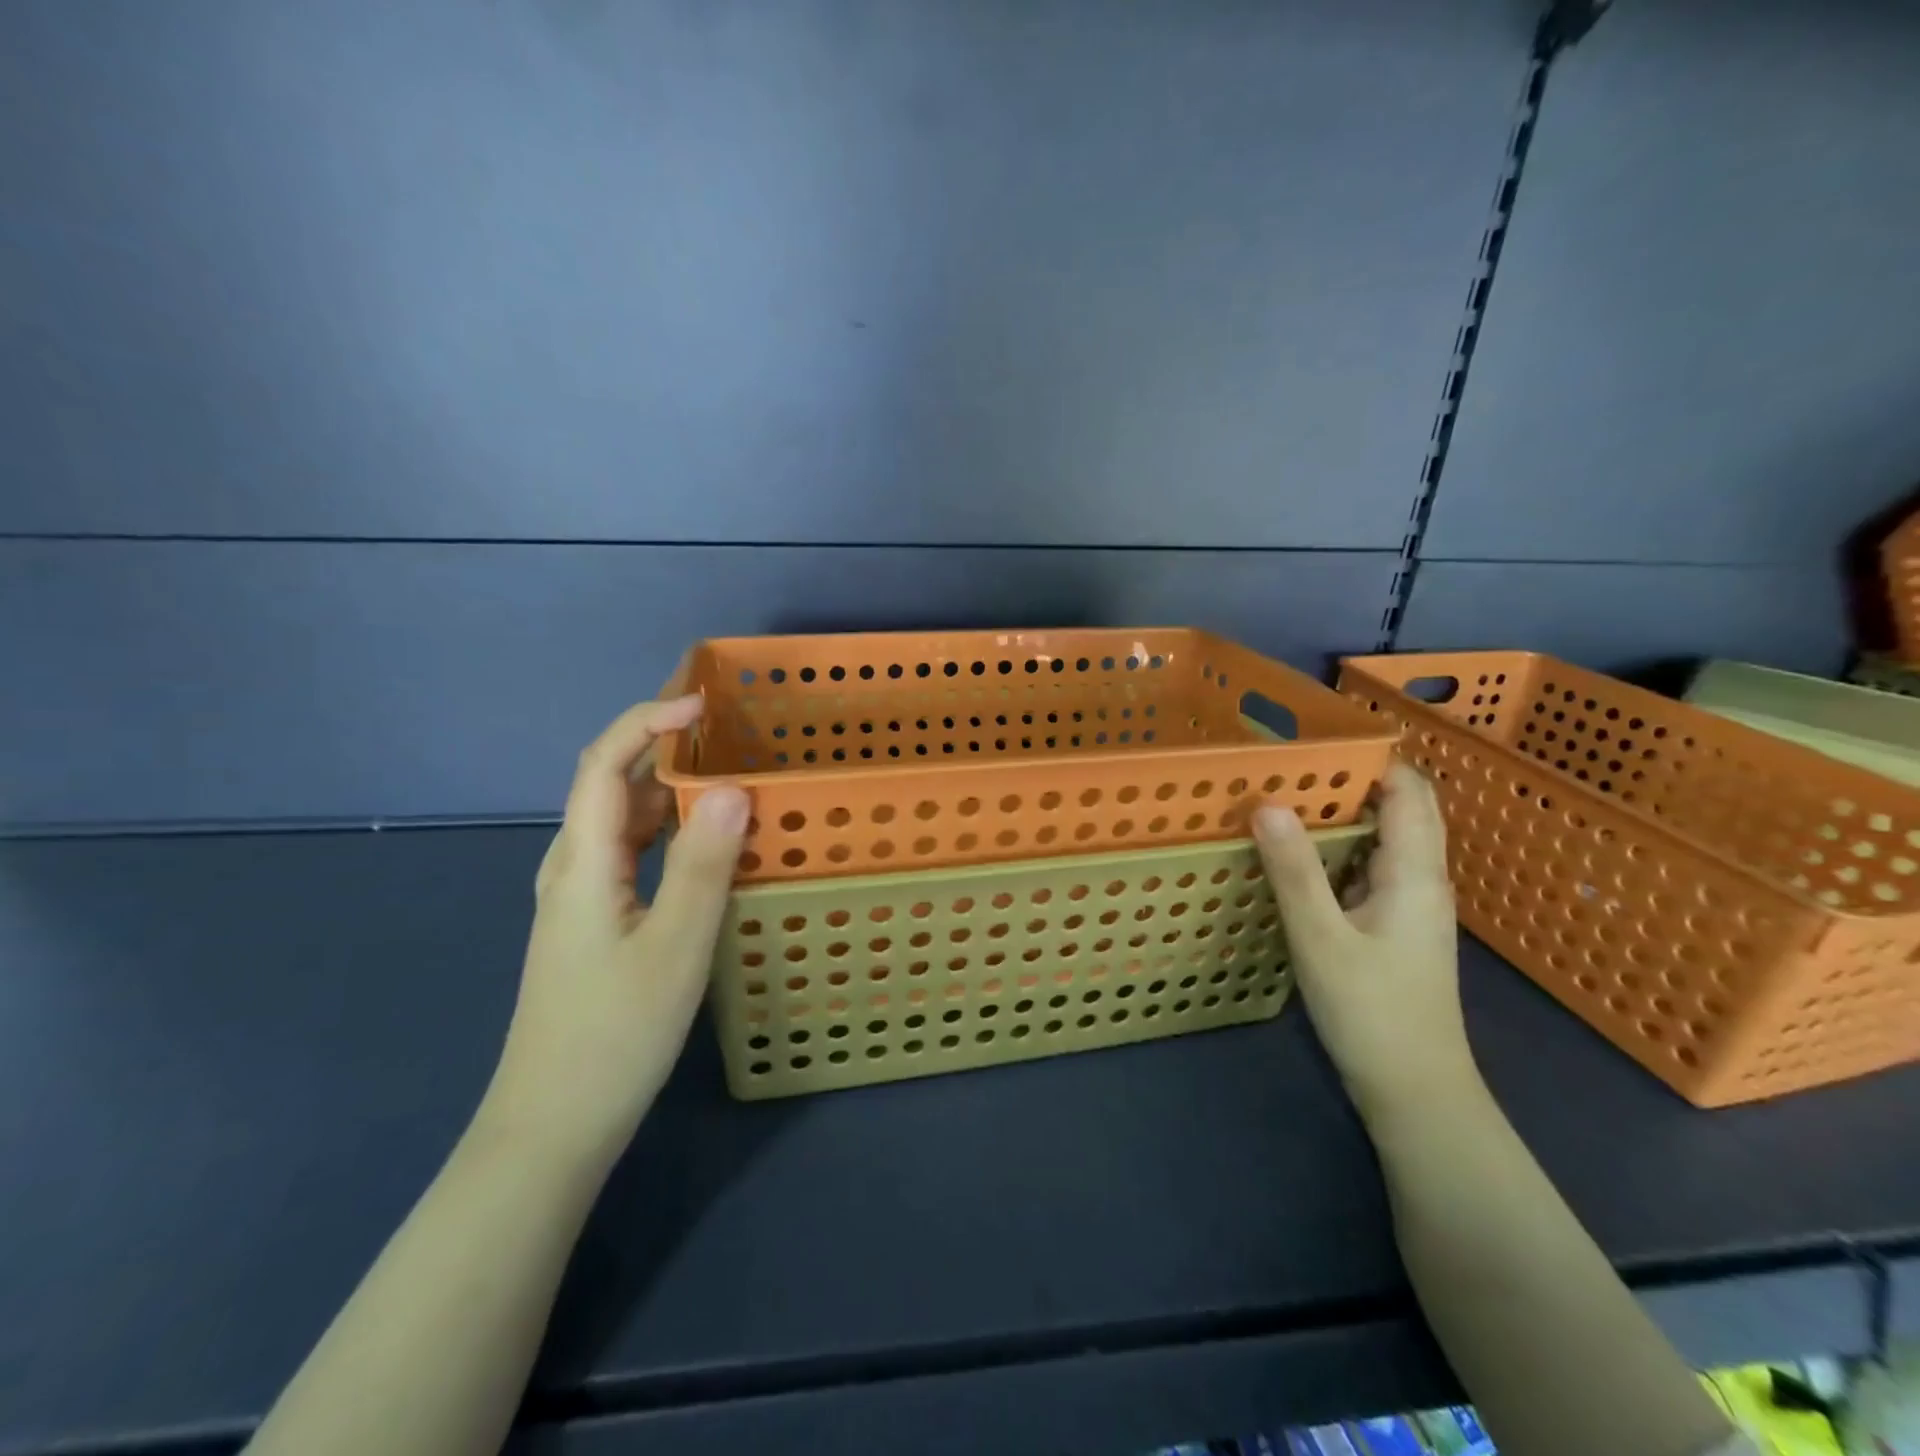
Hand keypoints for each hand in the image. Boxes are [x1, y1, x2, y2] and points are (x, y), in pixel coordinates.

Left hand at [479, 696, 749, 1165]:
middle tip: (722, 723)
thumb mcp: (675, 946)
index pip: (604, 763)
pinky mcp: (596, 920)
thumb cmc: (615, 1035)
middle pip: (609, 781)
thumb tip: (733, 788)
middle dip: (659, 740)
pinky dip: (668, 827)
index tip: (704, 704)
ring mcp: (581, 895)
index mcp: (583, 861)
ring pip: (622, 819)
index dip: (648, 721)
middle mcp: (573, 865)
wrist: (553, 1125)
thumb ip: (703, 865)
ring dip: (667, 783)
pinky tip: (704, 839)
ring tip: (724, 768)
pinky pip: (631, 851)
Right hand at [1253, 762, 1477, 1124]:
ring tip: (1286, 798)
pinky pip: (1371, 869)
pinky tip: (1300, 857)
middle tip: (1288, 765)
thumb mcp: (1321, 937)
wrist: (1416, 1092)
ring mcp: (1411, 906)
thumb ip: (1294, 869)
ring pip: (1384, 840)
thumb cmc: (1372, 1011)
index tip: (1317, 739)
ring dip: (1343, 815)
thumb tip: (1268, 802)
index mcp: (1415, 872)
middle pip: (1399, 809)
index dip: (1372, 757)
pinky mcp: (1395, 927)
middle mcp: (1422, 880)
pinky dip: (1340, 850)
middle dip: (1350, 780)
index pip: (1408, 790)